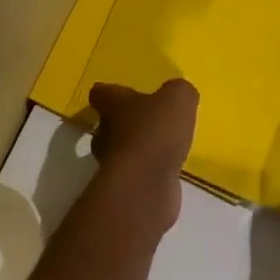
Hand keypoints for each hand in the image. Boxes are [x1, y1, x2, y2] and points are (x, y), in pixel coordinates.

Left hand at [89, 79, 198, 228]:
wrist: (146, 186)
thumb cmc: (155, 131)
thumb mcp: (178, 99)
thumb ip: (179, 92)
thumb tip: (178, 93)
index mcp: (113, 104)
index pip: (100, 93)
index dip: (109, 92)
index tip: (122, 93)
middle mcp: (106, 131)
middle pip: (107, 123)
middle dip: (124, 122)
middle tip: (146, 121)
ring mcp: (113, 163)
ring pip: (120, 150)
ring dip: (136, 148)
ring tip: (160, 146)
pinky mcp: (125, 188)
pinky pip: (136, 174)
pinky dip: (148, 171)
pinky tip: (166, 170)